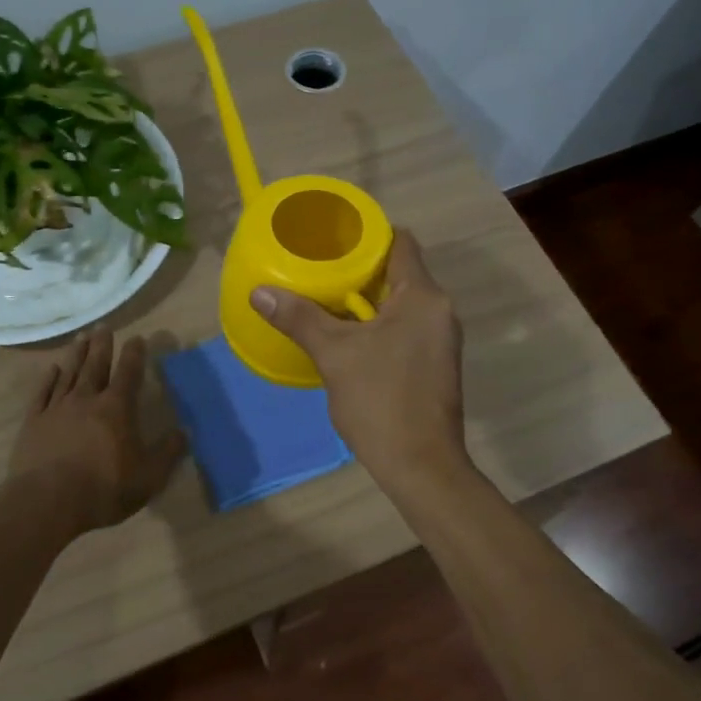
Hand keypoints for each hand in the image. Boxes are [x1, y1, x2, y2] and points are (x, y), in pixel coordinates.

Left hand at [6, 328, 185, 538]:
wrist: (46, 503)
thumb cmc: (103, 489)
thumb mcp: (148, 477)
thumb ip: (168, 453)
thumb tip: (185, 432)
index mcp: (116, 408)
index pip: (129, 373)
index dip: (135, 354)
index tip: (138, 338)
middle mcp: (86, 399)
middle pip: (95, 365)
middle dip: (102, 345)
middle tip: (104, 326)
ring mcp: (56, 409)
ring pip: (68, 373)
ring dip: (76, 354)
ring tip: (81, 336)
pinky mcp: (33, 423)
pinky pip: (42, 393)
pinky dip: (48, 379)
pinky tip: (52, 369)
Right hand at [251, 230, 467, 489]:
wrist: (421, 466)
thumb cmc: (380, 401)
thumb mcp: (334, 354)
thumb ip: (299, 318)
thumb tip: (259, 292)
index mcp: (423, 297)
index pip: (400, 243)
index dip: (367, 234)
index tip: (333, 237)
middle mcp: (440, 310)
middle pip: (399, 272)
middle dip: (360, 270)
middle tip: (319, 268)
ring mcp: (441, 339)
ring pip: (401, 304)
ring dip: (367, 300)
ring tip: (325, 299)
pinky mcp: (435, 364)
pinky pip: (405, 328)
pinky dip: (378, 325)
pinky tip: (348, 337)